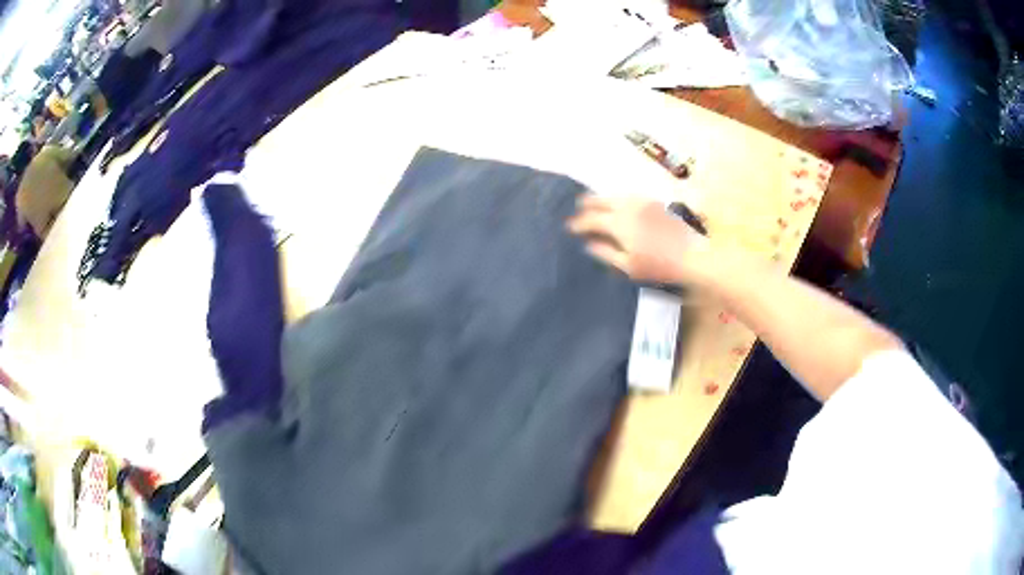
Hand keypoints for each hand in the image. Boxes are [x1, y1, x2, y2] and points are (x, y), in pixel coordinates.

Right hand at [566, 195, 708, 284]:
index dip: (579, 223)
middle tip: (578, 206)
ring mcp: (642, 203)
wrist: (692, 254)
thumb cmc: (658, 264)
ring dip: (603, 199)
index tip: (569, 227)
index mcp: (619, 223)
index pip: (592, 219)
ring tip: (595, 203)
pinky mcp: (654, 204)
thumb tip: (589, 244)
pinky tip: (619, 205)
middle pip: (603, 201)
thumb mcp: (628, 265)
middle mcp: (628, 207)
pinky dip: (617, 199)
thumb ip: (606, 252)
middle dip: (589, 203)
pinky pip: (629, 197)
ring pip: (616, 196)